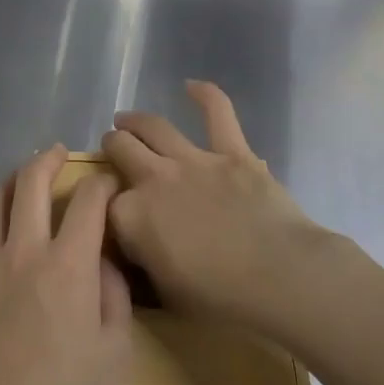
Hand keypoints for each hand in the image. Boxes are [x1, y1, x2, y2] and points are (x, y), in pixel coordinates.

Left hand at [0, 146, 132, 384]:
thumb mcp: (112, 356)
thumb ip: (113, 297)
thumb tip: (103, 261)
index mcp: (67, 265)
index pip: (87, 200)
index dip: (102, 182)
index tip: (108, 181)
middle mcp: (22, 252)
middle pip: (29, 182)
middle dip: (47, 159)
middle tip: (58, 154)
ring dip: (11, 183)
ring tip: (22, 183)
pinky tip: (5, 250)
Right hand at [103, 81, 331, 325]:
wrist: (279, 277)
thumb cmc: (221, 299)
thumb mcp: (165, 295)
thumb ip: (142, 263)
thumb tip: (136, 248)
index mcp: (132, 217)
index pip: (104, 202)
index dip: (104, 204)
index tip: (110, 210)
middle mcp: (154, 178)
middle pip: (120, 149)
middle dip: (112, 147)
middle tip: (113, 149)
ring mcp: (193, 160)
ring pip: (153, 126)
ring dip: (135, 121)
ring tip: (126, 120)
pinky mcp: (232, 151)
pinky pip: (217, 112)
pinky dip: (205, 95)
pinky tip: (191, 85)